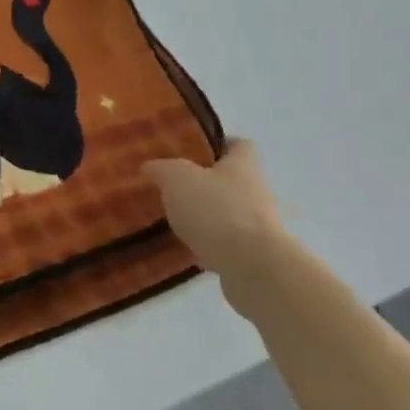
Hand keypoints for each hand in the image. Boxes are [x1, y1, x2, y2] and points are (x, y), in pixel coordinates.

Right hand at [144, 140, 291, 292]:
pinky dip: (209, 245)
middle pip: (232, 180)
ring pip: (228, 213)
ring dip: (207, 217)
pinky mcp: (254, 255)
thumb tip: (150, 166)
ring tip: (176, 220)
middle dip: (206, 184)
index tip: (194, 150)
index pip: (239, 145)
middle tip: (175, 187)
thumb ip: (162, 169)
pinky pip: (228, 244)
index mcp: (243, 166)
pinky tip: (187, 250)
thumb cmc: (216, 210)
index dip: (219, 144)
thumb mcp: (177, 178)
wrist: (251, 266)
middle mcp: (257, 191)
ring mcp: (259, 226)